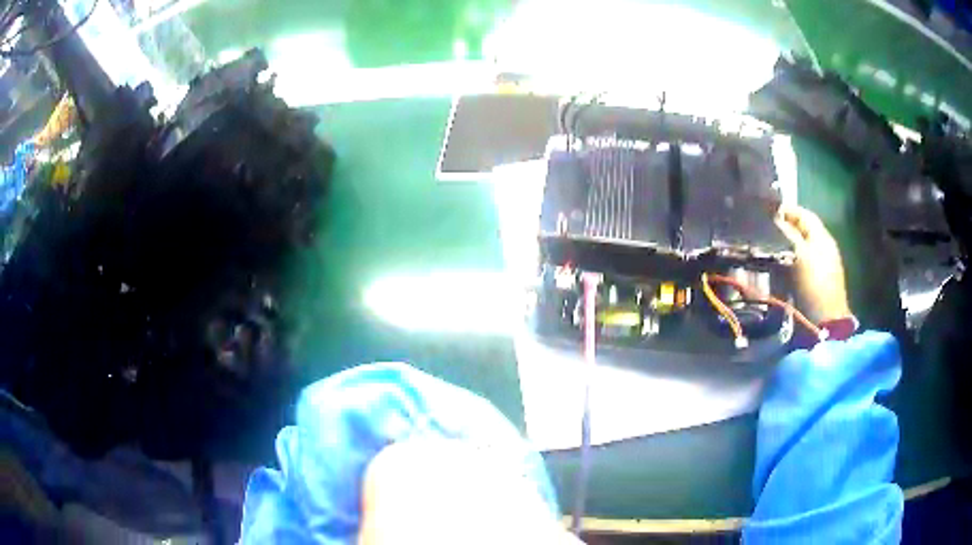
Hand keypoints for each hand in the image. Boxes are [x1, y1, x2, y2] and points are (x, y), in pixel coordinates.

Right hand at [774, 205, 851, 322]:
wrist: (825, 322)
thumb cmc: (815, 284)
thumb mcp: (801, 255)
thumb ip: (787, 234)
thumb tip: (773, 217)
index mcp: (822, 237)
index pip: (802, 214)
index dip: (786, 210)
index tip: (765, 210)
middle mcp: (821, 248)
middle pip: (799, 231)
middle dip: (781, 229)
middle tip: (761, 229)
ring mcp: (817, 267)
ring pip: (796, 248)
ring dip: (781, 247)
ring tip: (763, 248)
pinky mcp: (811, 283)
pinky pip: (794, 266)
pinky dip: (783, 263)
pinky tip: (772, 268)